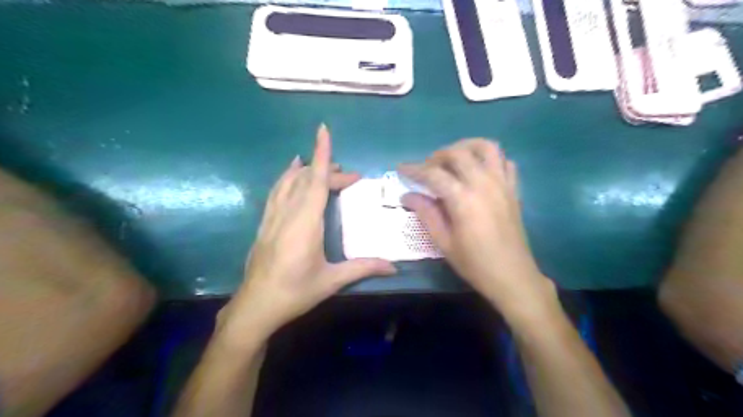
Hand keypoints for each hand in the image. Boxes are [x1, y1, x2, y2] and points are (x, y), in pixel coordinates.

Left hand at [219, 126, 397, 346]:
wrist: (255, 307)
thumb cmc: (295, 292)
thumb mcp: (331, 281)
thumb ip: (363, 268)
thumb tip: (394, 267)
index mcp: (305, 224)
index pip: (315, 181)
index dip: (322, 155)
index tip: (323, 130)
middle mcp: (287, 214)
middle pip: (307, 180)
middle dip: (329, 171)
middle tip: (351, 177)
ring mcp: (273, 217)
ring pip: (288, 182)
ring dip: (307, 169)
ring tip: (322, 163)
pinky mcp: (265, 223)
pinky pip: (276, 191)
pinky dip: (286, 177)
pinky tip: (291, 173)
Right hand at [397, 138, 552, 318]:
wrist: (512, 276)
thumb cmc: (474, 263)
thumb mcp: (443, 242)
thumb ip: (426, 214)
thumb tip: (407, 196)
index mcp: (463, 199)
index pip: (433, 174)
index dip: (414, 169)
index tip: (401, 168)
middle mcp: (483, 184)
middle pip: (458, 153)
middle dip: (437, 156)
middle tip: (426, 169)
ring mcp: (502, 184)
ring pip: (486, 147)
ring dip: (466, 147)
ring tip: (453, 159)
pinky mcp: (513, 190)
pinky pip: (505, 162)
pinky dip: (490, 159)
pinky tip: (479, 170)